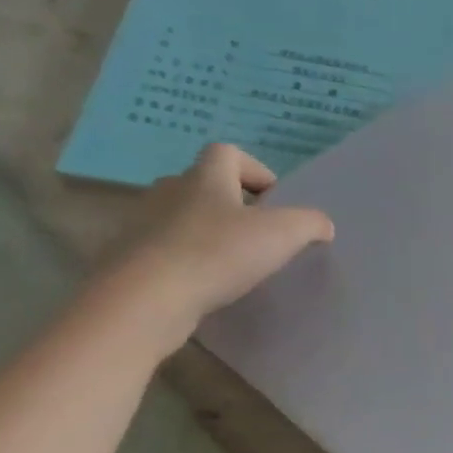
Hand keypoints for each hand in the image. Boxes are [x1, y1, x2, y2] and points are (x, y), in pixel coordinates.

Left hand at [103, 143, 333, 350]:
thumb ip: (310, 223)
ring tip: (233, 265)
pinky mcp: (130, 259)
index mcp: (205, 178)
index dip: (254, 170)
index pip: (227, 153)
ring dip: (208, 234)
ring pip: (183, 219)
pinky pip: (165, 251)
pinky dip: (187, 262)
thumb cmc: (218, 253)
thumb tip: (322, 225)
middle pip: (203, 185)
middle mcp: (169, 192)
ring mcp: (143, 225)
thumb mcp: (283, 234)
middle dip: (231, 204)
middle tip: (257, 234)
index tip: (274, 201)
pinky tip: (205, 287)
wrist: (146, 299)